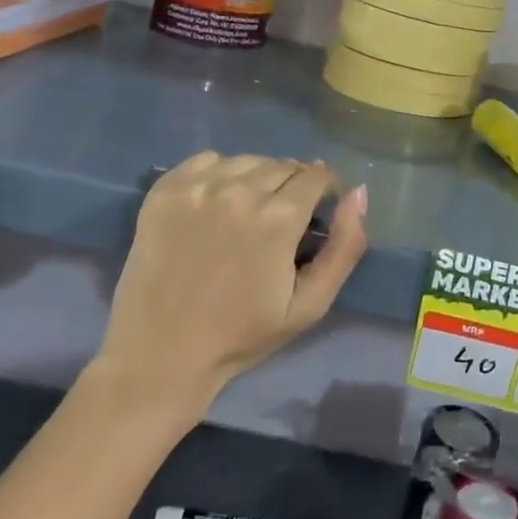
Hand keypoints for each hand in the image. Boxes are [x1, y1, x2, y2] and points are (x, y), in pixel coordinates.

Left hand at [87, 153, 367, 415]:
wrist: (159, 358)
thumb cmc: (241, 336)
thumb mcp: (310, 305)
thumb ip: (345, 246)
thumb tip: (358, 193)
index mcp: (278, 217)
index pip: (317, 176)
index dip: (324, 191)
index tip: (318, 212)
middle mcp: (240, 190)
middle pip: (283, 165)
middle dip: (293, 186)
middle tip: (281, 221)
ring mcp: (198, 188)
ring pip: (248, 160)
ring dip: (258, 178)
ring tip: (249, 211)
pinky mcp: (164, 191)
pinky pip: (207, 160)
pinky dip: (219, 173)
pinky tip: (216, 203)